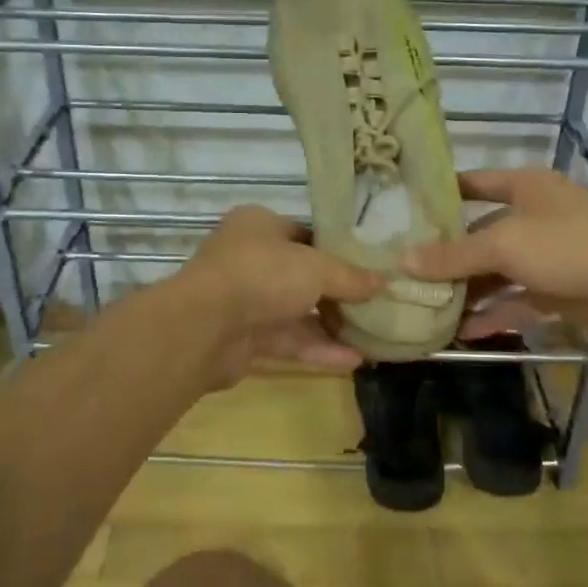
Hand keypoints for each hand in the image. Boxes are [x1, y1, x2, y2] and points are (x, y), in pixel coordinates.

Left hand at [176, 206, 381, 383]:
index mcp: (259, 226)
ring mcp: (245, 300)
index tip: (369, 265)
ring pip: (295, 311)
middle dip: (338, 292)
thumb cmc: (262, 275)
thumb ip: (350, 277)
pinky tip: (354, 360)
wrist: (204, 327)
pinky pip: (288, 340)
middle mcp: (249, 258)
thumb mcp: (316, 268)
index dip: (337, 249)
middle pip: (302, 274)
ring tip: (373, 335)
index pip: (304, 233)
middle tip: (377, 303)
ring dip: (331, 324)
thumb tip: (383, 282)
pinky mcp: (244, 338)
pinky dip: (317, 349)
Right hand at [402, 169, 587, 349]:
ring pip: (497, 271)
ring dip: (468, 290)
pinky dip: (493, 313)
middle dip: (448, 255)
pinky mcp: (558, 290)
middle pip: (481, 233)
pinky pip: (515, 299)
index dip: (443, 194)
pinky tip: (462, 333)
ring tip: (427, 307)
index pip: (475, 183)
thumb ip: (453, 255)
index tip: (407, 210)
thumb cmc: (568, 247)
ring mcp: (548, 255)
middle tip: (407, 271)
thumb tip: (403, 261)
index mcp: (526, 187)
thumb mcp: (504, 245)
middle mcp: (535, 216)